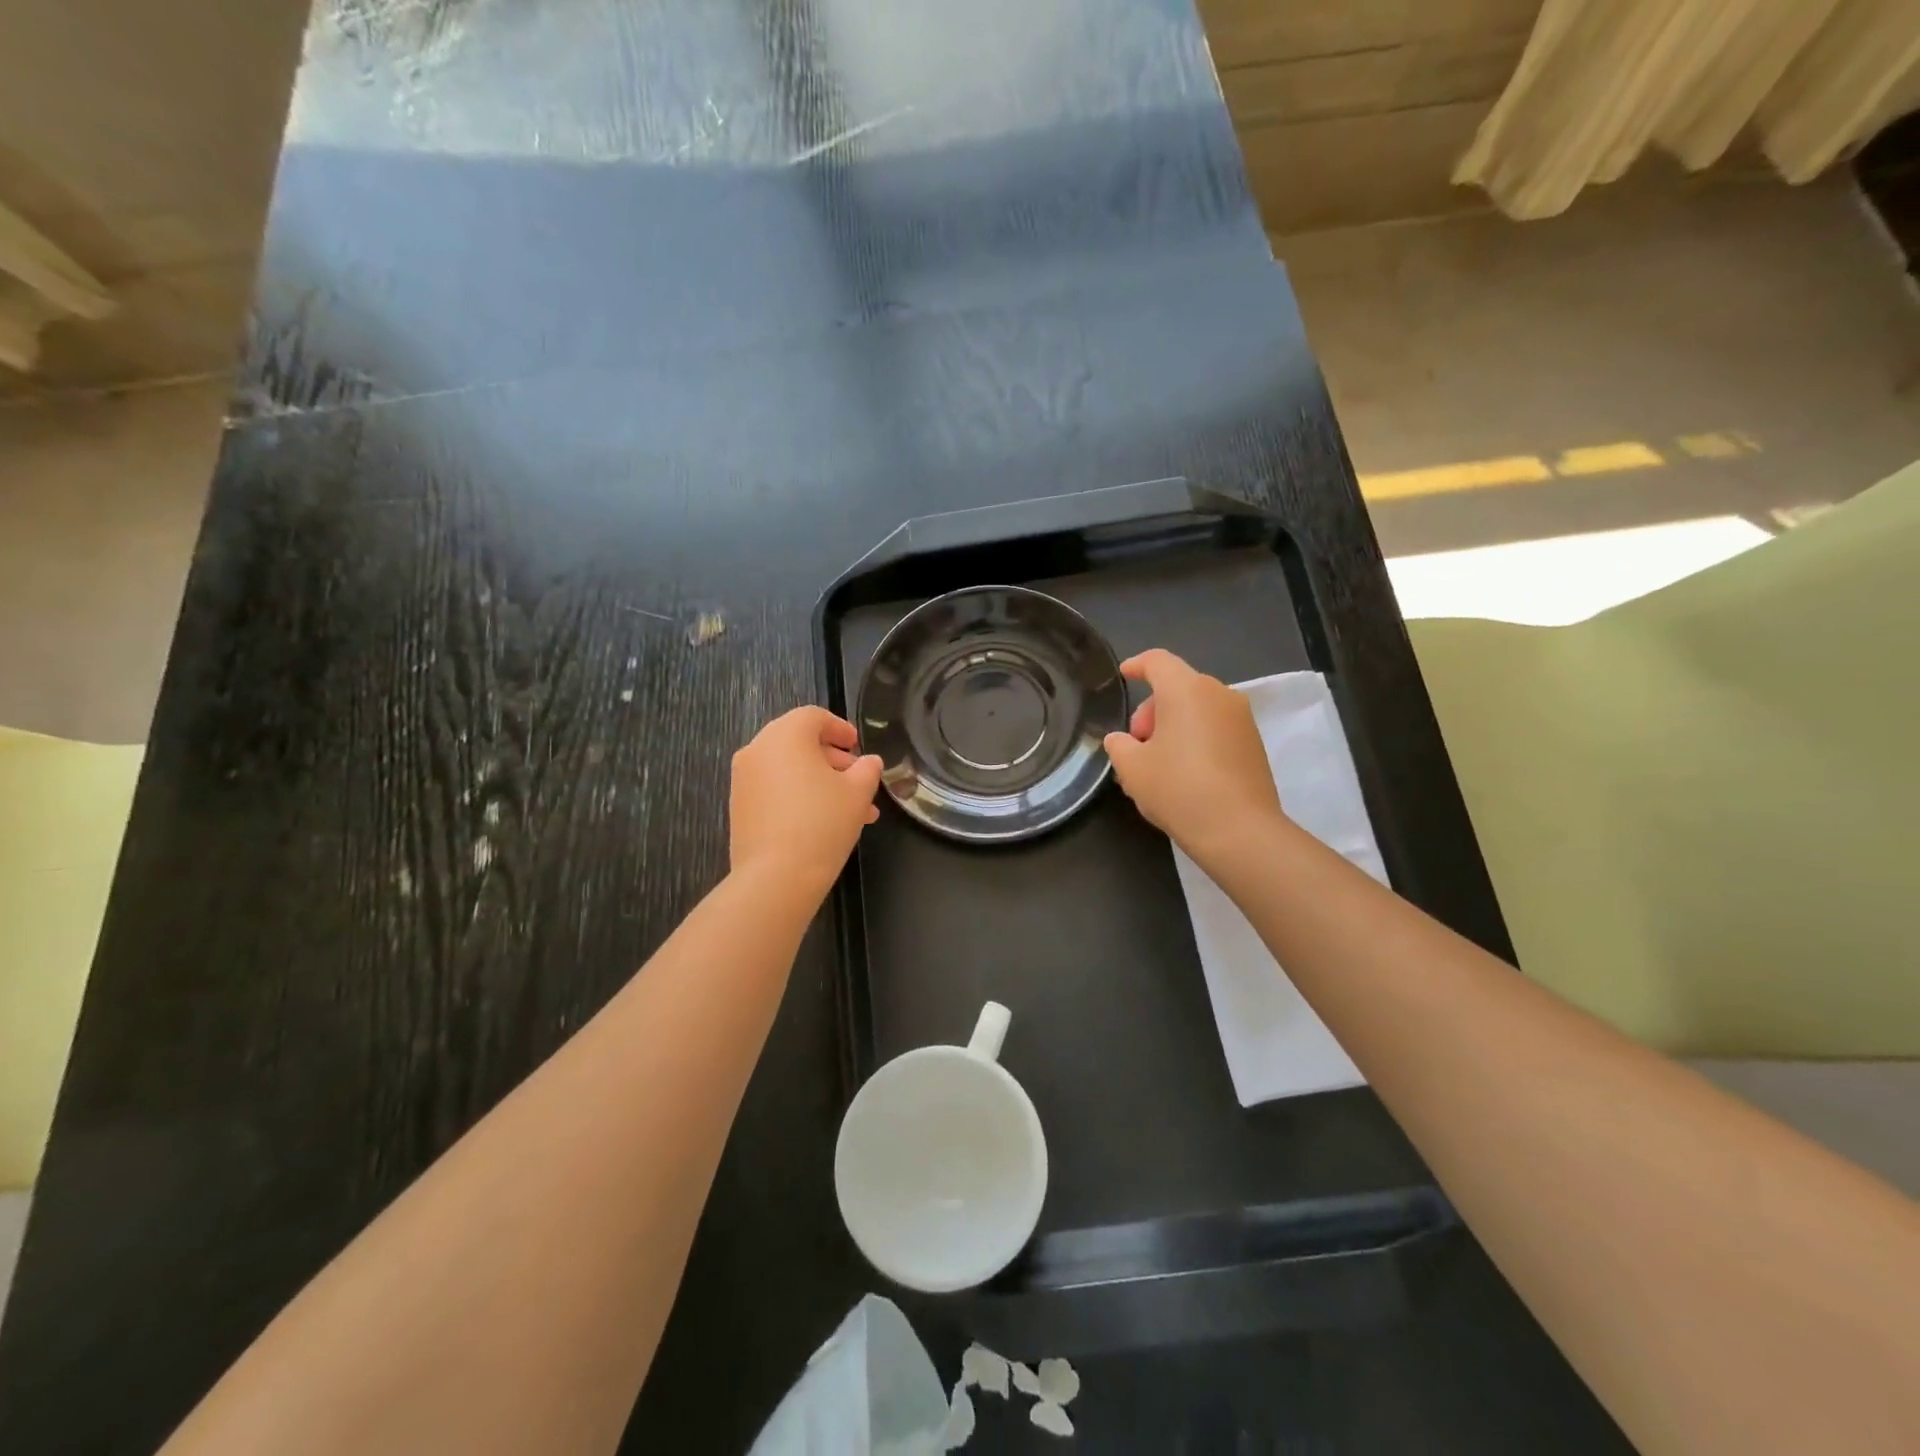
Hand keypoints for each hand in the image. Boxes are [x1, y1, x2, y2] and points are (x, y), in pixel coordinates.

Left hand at [730, 706, 882, 896]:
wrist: (776, 876)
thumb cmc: (822, 822)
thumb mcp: (858, 792)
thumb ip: (867, 770)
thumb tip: (870, 762)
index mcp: (786, 735)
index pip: (814, 717)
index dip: (840, 728)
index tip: (858, 746)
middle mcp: (758, 749)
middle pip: (800, 742)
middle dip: (833, 760)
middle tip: (859, 780)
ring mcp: (743, 779)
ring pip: (789, 769)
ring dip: (820, 782)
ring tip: (851, 811)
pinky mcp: (739, 806)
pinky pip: (774, 789)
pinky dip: (798, 795)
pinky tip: (823, 822)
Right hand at [1103, 649, 1285, 861]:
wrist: (1240, 831)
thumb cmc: (1178, 789)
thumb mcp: (1132, 768)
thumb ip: (1119, 745)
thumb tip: (1121, 740)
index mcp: (1187, 690)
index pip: (1157, 661)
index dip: (1137, 665)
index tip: (1124, 675)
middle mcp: (1219, 695)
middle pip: (1178, 687)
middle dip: (1152, 711)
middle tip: (1136, 746)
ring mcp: (1242, 719)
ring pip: (1198, 710)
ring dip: (1173, 727)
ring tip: (1156, 765)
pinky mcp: (1254, 744)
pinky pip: (1215, 728)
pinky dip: (1195, 739)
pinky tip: (1183, 774)